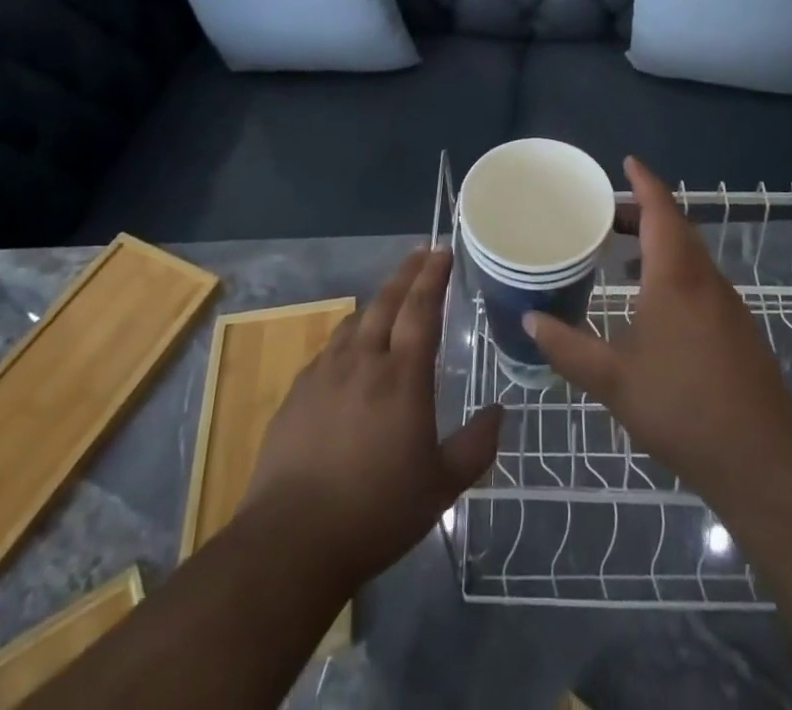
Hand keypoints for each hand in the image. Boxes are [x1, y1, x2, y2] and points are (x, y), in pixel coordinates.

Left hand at [243, 247, 502, 587]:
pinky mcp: (297, 392)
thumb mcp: (441, 487)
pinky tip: (350, 349)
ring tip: (390, 296)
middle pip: (386, 301)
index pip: (421, 308)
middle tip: (421, 253)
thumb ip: (475, 446)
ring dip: (377, 301)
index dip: (433, 276)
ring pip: (355, 320)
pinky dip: (348, 335)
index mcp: (402, 376)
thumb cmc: (376, 512)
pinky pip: (329, 348)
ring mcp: (324, 373)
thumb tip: (500, 412)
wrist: (292, 541)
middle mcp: (363, 361)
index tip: (442, 250)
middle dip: (406, 272)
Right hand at [524, 157, 791, 503]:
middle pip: (676, 226)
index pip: (661, 210)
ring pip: (690, 254)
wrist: (761, 459)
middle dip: (644, 211)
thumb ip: (568, 348)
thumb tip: (529, 321)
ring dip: (659, 241)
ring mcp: (726, 303)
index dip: (644, 181)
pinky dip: (672, 268)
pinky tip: (652, 301)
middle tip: (606, 213)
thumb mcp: (613, 381)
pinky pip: (699, 278)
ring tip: (622, 253)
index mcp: (676, 276)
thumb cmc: (682, 408)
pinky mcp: (736, 327)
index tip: (626, 162)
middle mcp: (704, 278)